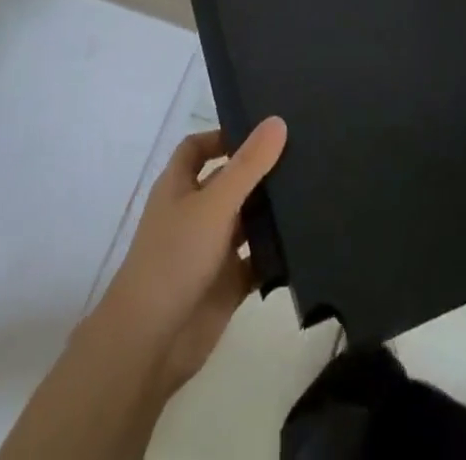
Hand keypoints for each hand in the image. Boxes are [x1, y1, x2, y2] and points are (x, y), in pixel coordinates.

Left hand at [95, 116, 287, 393]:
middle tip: (305, 151)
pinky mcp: (227, 284)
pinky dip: (276, 252)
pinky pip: (257, 261)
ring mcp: (211, 250)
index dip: (223, 136)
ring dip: (271, 210)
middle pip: (229, 181)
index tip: (262, 129)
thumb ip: (248, 165)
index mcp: (179, 187)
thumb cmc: (174, 258)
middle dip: (259, 170)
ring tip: (316, 188)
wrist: (150, 345)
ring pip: (246, 221)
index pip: (198, 148)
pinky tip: (307, 237)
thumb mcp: (214, 203)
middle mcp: (195, 213)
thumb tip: (278, 120)